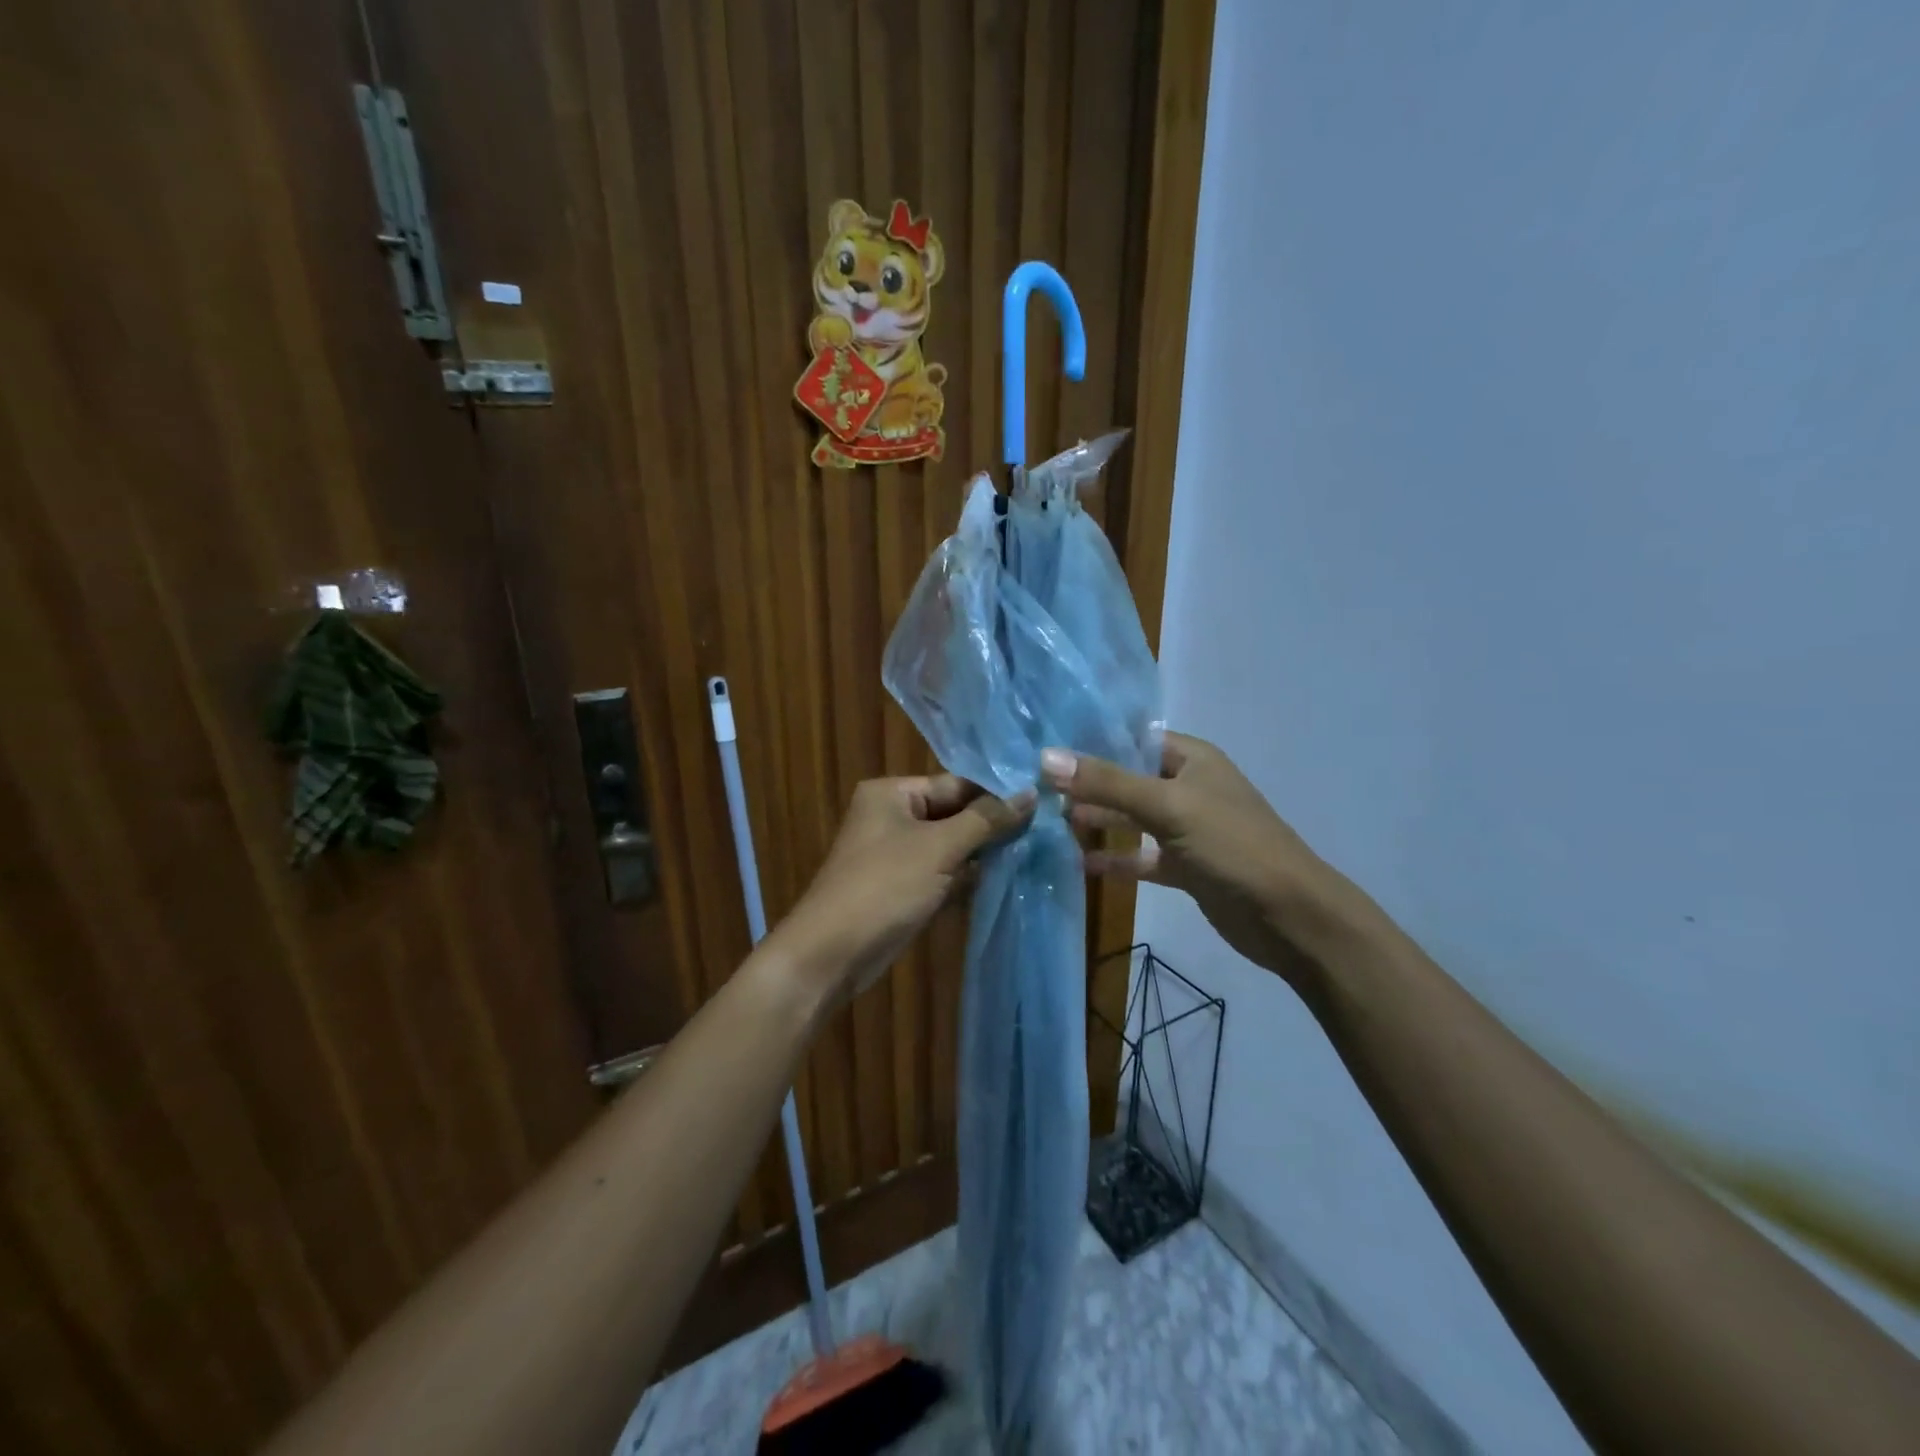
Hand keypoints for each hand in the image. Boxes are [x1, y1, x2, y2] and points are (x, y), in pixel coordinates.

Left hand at [776, 775, 1034, 1002]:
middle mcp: (892, 816)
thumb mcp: (940, 848)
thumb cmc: (885, 887)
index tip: (1042, 804)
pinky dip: (966, 878)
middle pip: (954, 814)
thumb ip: (987, 819)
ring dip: (983, 855)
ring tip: (1033, 855)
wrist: (832, 954)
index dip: (996, 795)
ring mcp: (895, 854)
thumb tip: (1030, 793)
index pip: (956, 784)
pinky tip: (1004, 882)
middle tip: (1044, 832)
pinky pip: (942, 873)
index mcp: (892, 793)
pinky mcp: (901, 887)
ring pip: (950, 846)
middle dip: (992, 827)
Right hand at [1042, 733, 1374, 994]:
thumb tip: (1046, 758)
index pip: (1133, 739)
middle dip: (1087, 783)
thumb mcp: (1168, 807)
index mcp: (1192, 759)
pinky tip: (1080, 862)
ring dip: (1098, 820)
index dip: (1091, 741)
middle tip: (1037, 788)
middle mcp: (1188, 787)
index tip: (1044, 747)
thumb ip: (1107, 783)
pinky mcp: (1185, 866)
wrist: (1289, 917)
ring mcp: (1187, 829)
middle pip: (1128, 778)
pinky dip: (1115, 859)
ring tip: (1050, 820)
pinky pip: (1141, 856)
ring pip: (1132, 818)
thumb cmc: (1232, 845)